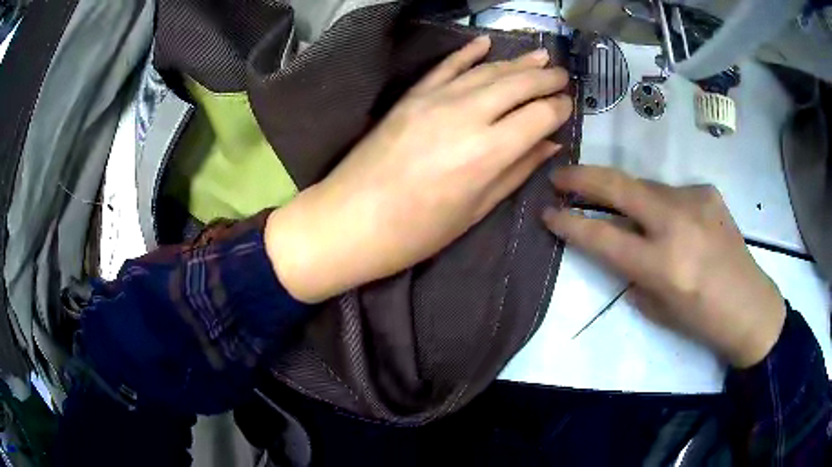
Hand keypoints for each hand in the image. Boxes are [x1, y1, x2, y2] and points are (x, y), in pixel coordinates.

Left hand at [266, 36, 573, 303]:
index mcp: (488, 152)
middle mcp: (467, 115)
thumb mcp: (475, 210)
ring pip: (487, 70)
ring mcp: (435, 99)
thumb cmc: (416, 232)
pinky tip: (486, 43)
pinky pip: (446, 66)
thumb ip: (516, 171)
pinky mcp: (411, 96)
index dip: (558, 108)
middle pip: (517, 84)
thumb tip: (549, 144)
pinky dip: (467, 53)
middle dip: (545, 78)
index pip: (538, 116)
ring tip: (540, 57)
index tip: (568, 106)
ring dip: (517, 62)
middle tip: (563, 75)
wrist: (349, 220)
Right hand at [542, 166, 785, 368]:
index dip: (569, 222)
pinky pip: (670, 192)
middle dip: (582, 178)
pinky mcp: (707, 192)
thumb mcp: (657, 307)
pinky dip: (659, 203)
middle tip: (559, 176)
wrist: (749, 305)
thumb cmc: (701, 320)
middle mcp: (677, 224)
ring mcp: (694, 200)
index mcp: (662, 265)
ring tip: (617, 204)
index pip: (602, 236)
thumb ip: (633, 273)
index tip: (547, 213)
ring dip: (623, 193)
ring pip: (644, 185)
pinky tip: (670, 221)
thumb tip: (618, 246)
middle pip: (619, 187)